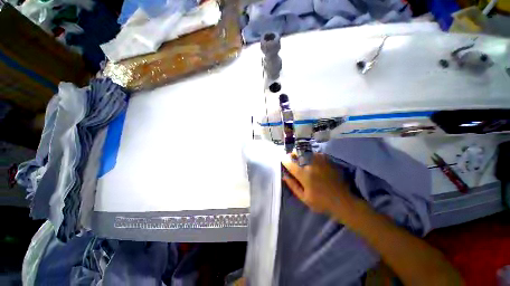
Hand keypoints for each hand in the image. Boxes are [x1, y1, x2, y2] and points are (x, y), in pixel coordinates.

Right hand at [282, 152, 353, 215]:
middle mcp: (312, 166)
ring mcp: (321, 162)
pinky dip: (312, 155)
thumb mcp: (304, 198)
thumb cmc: (321, 202)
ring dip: (301, 153)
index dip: (285, 160)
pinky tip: (312, 158)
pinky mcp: (328, 162)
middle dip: (292, 153)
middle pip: (299, 154)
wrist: (342, 201)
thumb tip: (284, 176)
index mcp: (304, 175)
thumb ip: (293, 186)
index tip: (283, 159)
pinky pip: (317, 154)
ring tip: (300, 156)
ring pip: (308, 152)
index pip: (291, 164)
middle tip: (291, 156)